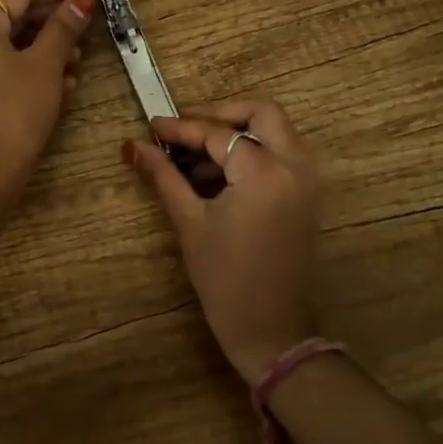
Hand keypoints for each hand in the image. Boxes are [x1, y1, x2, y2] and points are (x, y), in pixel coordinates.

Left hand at [0, 0, 94, 209]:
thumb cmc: (14, 110)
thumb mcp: (45, 66)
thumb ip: (63, 28)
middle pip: (14, 16)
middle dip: (54, 18)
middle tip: (89, 14)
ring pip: (11, 45)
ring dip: (47, 47)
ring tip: (80, 56)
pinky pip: (3, 69)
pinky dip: (32, 69)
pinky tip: (63, 83)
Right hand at [124, 99, 320, 383]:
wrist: (271, 331)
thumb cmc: (225, 280)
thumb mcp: (190, 223)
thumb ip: (164, 176)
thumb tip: (134, 146)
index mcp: (265, 173)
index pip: (218, 134)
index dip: (181, 127)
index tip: (152, 126)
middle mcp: (295, 166)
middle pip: (261, 113)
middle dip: (220, 113)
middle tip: (184, 128)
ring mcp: (307, 180)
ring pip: (276, 130)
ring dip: (238, 130)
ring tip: (195, 153)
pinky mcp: (308, 195)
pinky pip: (283, 153)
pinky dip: (253, 150)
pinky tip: (217, 172)